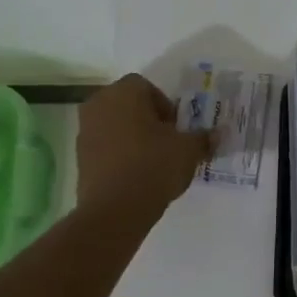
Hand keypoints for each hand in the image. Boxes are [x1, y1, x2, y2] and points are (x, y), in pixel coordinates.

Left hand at [76, 74, 211, 216]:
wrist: (115, 209)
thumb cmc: (154, 166)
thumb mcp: (188, 150)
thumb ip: (203, 138)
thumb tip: (216, 134)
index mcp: (124, 93)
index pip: (147, 87)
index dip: (165, 105)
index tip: (176, 128)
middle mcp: (98, 105)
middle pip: (128, 104)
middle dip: (148, 119)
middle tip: (167, 142)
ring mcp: (85, 131)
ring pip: (115, 125)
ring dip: (133, 136)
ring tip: (153, 160)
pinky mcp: (80, 157)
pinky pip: (105, 146)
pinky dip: (120, 154)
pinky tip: (137, 174)